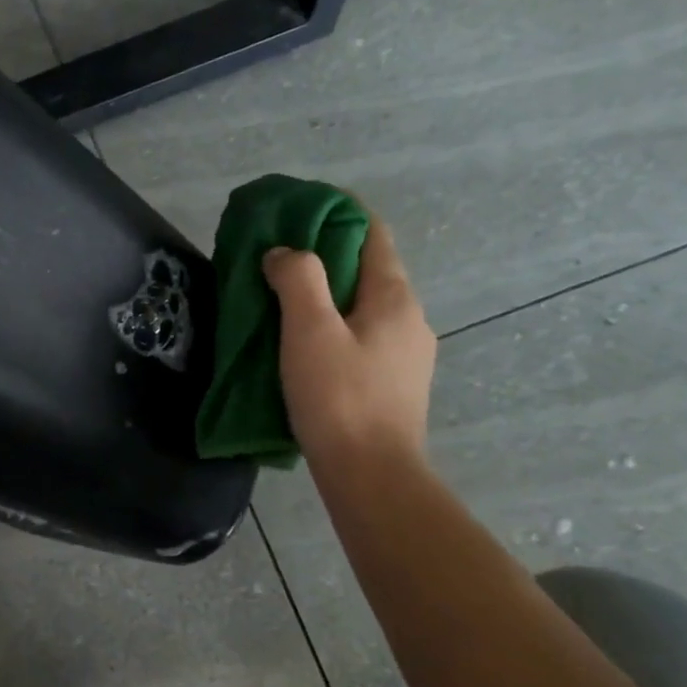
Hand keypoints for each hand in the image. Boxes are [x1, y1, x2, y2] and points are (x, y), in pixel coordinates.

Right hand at [263, 215, 435, 460]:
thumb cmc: (339, 398)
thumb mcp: (309, 330)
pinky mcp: (394, 385)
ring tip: (284, 305)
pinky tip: (306, 349)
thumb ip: (298, 279)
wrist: (372, 475)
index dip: (337, 213)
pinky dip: (335, 329)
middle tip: (277, 260)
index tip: (296, 211)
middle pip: (368, 270)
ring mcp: (407, 355)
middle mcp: (410, 318)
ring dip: (329, 297)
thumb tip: (284, 252)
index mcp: (394, 296)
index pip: (371, 232)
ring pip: (364, 308)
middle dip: (326, 257)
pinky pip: (363, 339)